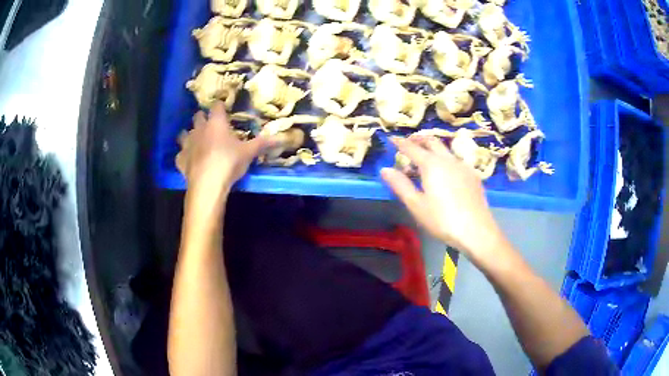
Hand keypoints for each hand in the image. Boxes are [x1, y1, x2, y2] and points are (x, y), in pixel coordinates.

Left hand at [178, 101, 269, 205]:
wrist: (207, 184)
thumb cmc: (229, 162)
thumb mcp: (249, 153)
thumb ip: (264, 143)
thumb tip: (283, 137)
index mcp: (216, 123)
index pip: (216, 106)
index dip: (220, 106)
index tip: (224, 108)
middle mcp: (199, 129)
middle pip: (198, 116)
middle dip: (202, 118)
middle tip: (210, 124)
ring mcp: (187, 144)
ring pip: (184, 133)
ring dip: (189, 134)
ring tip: (196, 140)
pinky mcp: (181, 160)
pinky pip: (180, 154)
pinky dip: (184, 156)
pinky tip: (188, 160)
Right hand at [381, 136, 505, 261]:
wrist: (476, 230)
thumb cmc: (442, 219)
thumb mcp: (416, 205)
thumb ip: (400, 185)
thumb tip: (385, 169)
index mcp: (431, 165)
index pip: (412, 148)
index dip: (400, 143)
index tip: (392, 139)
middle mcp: (448, 159)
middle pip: (432, 141)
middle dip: (419, 139)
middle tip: (409, 143)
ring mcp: (463, 166)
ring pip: (446, 150)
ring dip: (433, 149)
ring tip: (426, 159)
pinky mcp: (473, 175)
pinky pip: (456, 161)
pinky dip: (445, 160)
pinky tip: (446, 174)